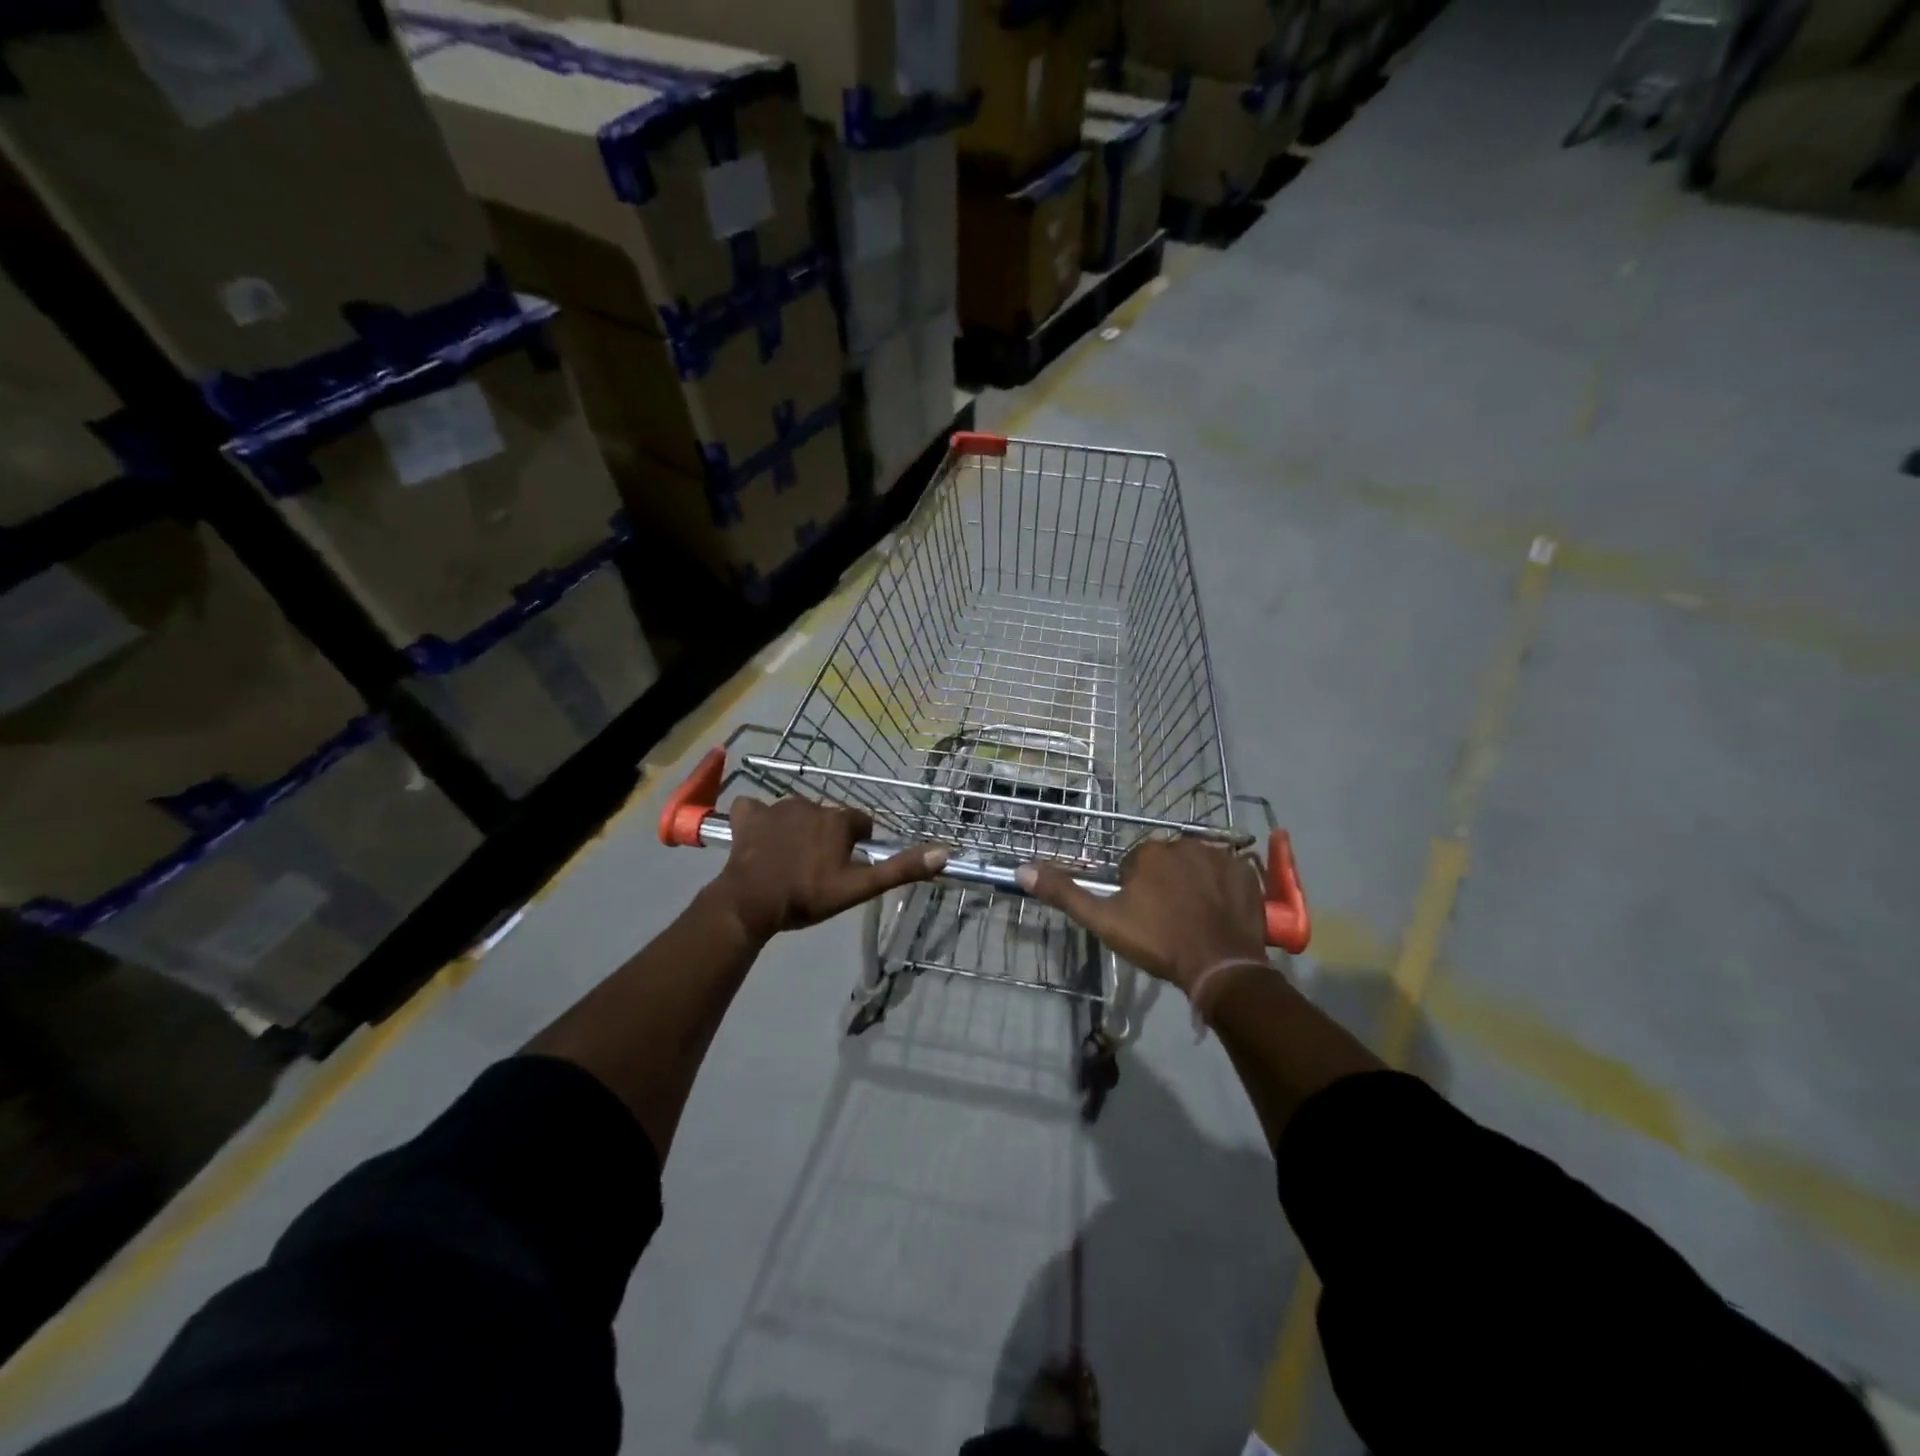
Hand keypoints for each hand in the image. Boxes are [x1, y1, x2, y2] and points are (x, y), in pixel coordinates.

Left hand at [712, 796, 947, 942]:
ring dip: (797, 829)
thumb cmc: (808, 896)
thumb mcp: (859, 888)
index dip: (857, 844)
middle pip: (828, 818)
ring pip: (796, 813)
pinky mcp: (749, 816)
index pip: (860, 823)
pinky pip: (756, 809)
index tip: (848, 866)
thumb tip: (944, 852)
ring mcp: (777, 807)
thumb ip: (900, 869)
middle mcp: (811, 804)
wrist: (751, 902)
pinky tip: (758, 838)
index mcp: (839, 820)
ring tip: (790, 860)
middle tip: (818, 869)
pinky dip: (759, 820)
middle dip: (827, 837)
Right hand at [1017, 835, 1265, 993]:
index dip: (1135, 893)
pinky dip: (1223, 889)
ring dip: (1193, 884)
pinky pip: (1228, 874)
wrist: (1220, 966)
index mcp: (1149, 851)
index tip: (1142, 918)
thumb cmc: (1157, 941)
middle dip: (1164, 884)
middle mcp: (1185, 843)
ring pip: (1197, 866)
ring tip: (1195, 920)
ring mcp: (1221, 856)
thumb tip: (1021, 869)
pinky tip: (1220, 914)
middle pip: (1167, 862)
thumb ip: (1064, 893)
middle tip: (1168, 921)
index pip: (1134, 865)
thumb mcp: (1103, 920)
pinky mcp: (1247, 873)